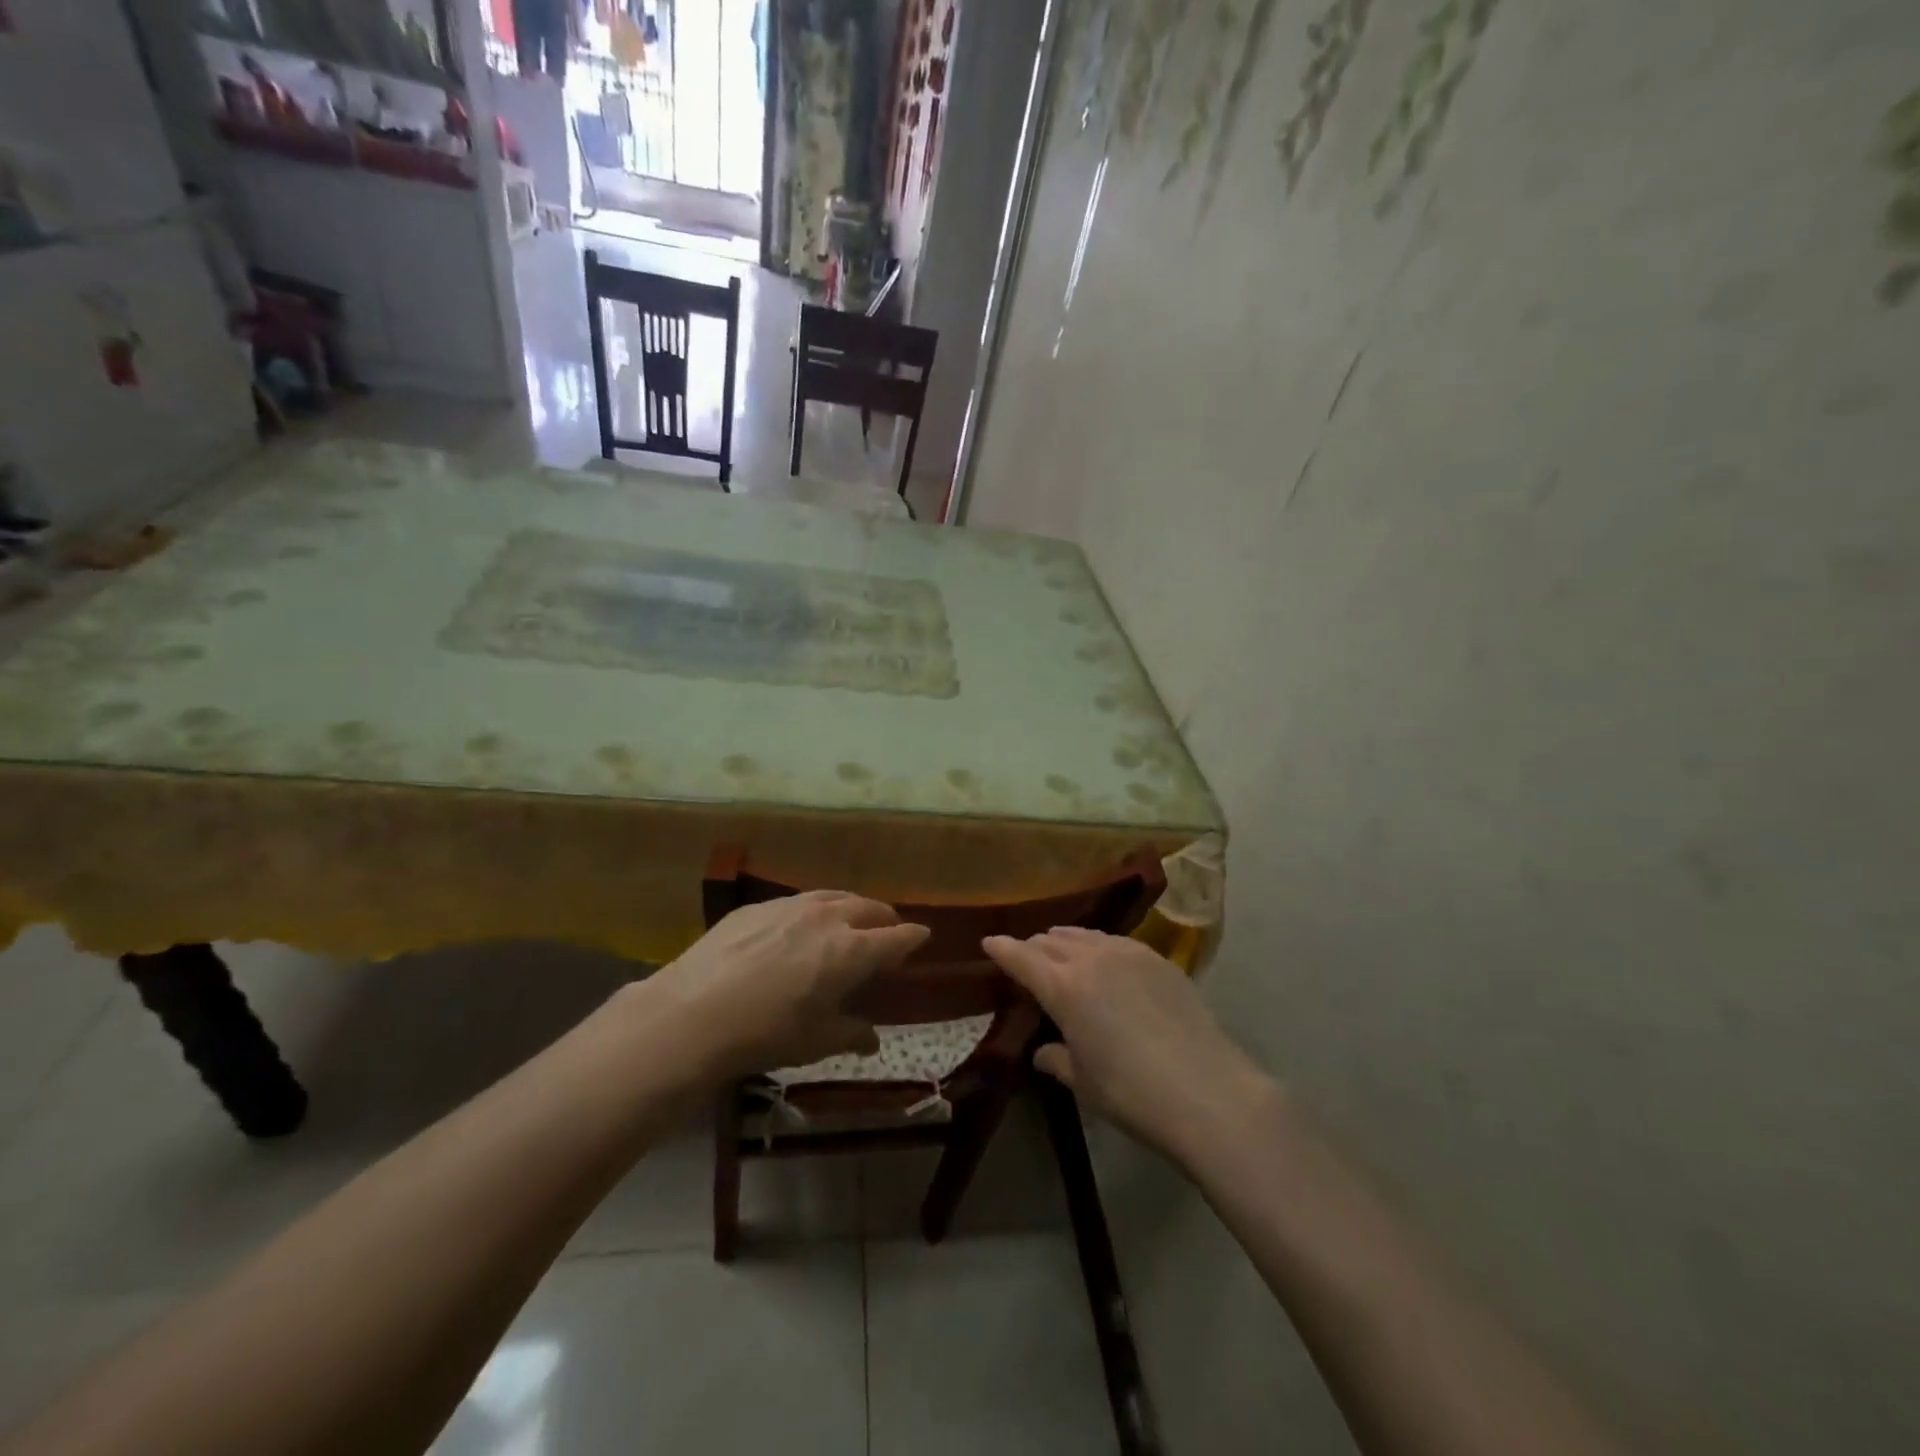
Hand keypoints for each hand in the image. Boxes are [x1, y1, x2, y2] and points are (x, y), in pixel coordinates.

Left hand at [642, 892, 929, 1079]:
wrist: (694, 1012)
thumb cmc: (767, 1032)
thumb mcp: (816, 1041)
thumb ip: (851, 1033)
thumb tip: (872, 1040)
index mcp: (852, 951)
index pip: (898, 937)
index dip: (914, 938)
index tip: (922, 938)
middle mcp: (829, 918)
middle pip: (870, 908)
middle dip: (885, 919)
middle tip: (886, 933)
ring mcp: (792, 906)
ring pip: (835, 896)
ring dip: (850, 908)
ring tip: (848, 922)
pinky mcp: (759, 906)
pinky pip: (799, 901)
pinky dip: (814, 911)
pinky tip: (799, 929)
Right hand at [983, 928, 1275, 1164]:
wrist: (1208, 1091)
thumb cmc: (1132, 1092)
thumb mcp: (1083, 1082)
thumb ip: (1056, 1059)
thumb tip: (1043, 1051)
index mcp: (1064, 986)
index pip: (1021, 957)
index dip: (1002, 949)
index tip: (988, 942)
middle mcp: (1092, 958)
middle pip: (1052, 941)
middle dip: (1033, 948)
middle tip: (1026, 959)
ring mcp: (1129, 953)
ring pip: (1085, 936)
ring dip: (1066, 942)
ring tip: (1061, 953)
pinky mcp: (1159, 959)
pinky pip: (1116, 942)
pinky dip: (1099, 947)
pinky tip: (1105, 962)